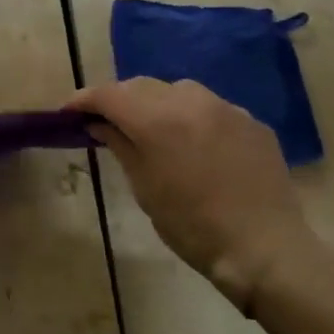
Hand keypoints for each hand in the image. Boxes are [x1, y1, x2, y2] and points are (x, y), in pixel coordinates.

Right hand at [67, 77, 313, 312]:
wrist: (264, 248)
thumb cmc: (192, 226)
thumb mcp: (144, 188)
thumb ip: (120, 145)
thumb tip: (99, 123)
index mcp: (157, 120)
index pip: (109, 94)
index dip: (84, 99)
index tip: (69, 112)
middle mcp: (191, 101)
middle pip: (141, 86)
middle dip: (118, 99)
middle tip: (105, 121)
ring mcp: (226, 108)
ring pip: (178, 91)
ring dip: (156, 102)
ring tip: (151, 129)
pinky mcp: (252, 122)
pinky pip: (211, 108)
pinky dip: (191, 116)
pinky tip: (194, 144)